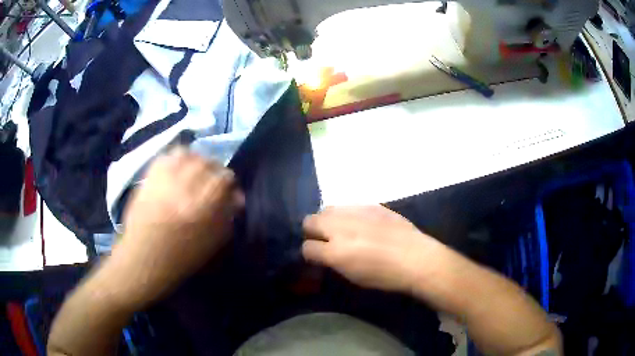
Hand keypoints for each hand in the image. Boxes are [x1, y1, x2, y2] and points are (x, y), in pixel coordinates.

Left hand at [107, 147, 243, 306]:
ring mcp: (163, 180)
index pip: (224, 178)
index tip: (230, 189)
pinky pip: (165, 157)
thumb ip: (226, 216)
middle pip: (206, 162)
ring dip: (195, 159)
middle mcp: (183, 186)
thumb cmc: (180, 257)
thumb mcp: (212, 243)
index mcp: (202, 206)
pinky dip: (175, 158)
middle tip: (213, 179)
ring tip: (195, 170)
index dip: (230, 182)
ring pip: (185, 154)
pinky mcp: (149, 177)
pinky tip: (177, 167)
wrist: (143, 259)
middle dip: (214, 168)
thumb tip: (236, 197)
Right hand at [302, 205, 437, 292]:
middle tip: (325, 240)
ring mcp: (356, 213)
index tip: (317, 257)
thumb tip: (324, 254)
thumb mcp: (353, 277)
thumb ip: (333, 262)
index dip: (310, 254)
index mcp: (335, 253)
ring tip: (341, 230)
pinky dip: (348, 215)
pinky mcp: (370, 205)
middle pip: (310, 221)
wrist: (417, 258)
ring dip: (328, 220)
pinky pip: (349, 206)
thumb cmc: (386, 276)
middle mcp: (340, 229)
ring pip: (327, 209)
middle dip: (312, 231)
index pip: (307, 248)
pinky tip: (361, 224)